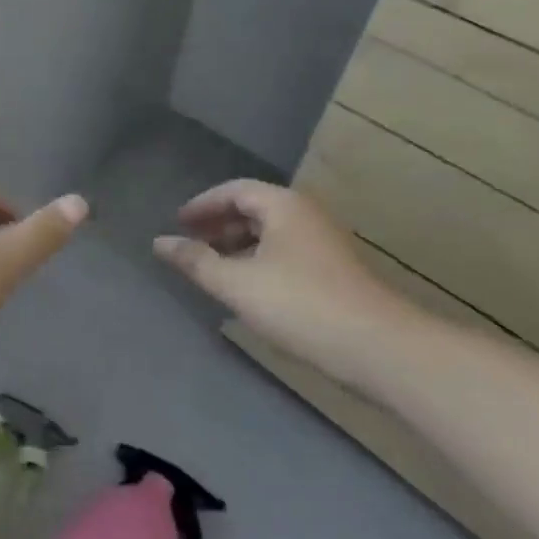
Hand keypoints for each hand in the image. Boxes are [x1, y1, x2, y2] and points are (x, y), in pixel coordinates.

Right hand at [154, 180, 400, 384]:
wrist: (379, 348)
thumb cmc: (300, 305)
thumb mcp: (236, 283)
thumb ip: (195, 260)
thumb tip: (159, 242)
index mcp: (283, 205)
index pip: (234, 190)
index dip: (202, 204)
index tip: (178, 222)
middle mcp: (305, 215)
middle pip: (254, 207)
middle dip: (219, 223)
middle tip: (191, 242)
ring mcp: (324, 243)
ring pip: (271, 231)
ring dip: (238, 243)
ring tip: (213, 265)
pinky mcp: (333, 271)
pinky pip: (285, 251)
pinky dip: (258, 259)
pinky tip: (247, 285)